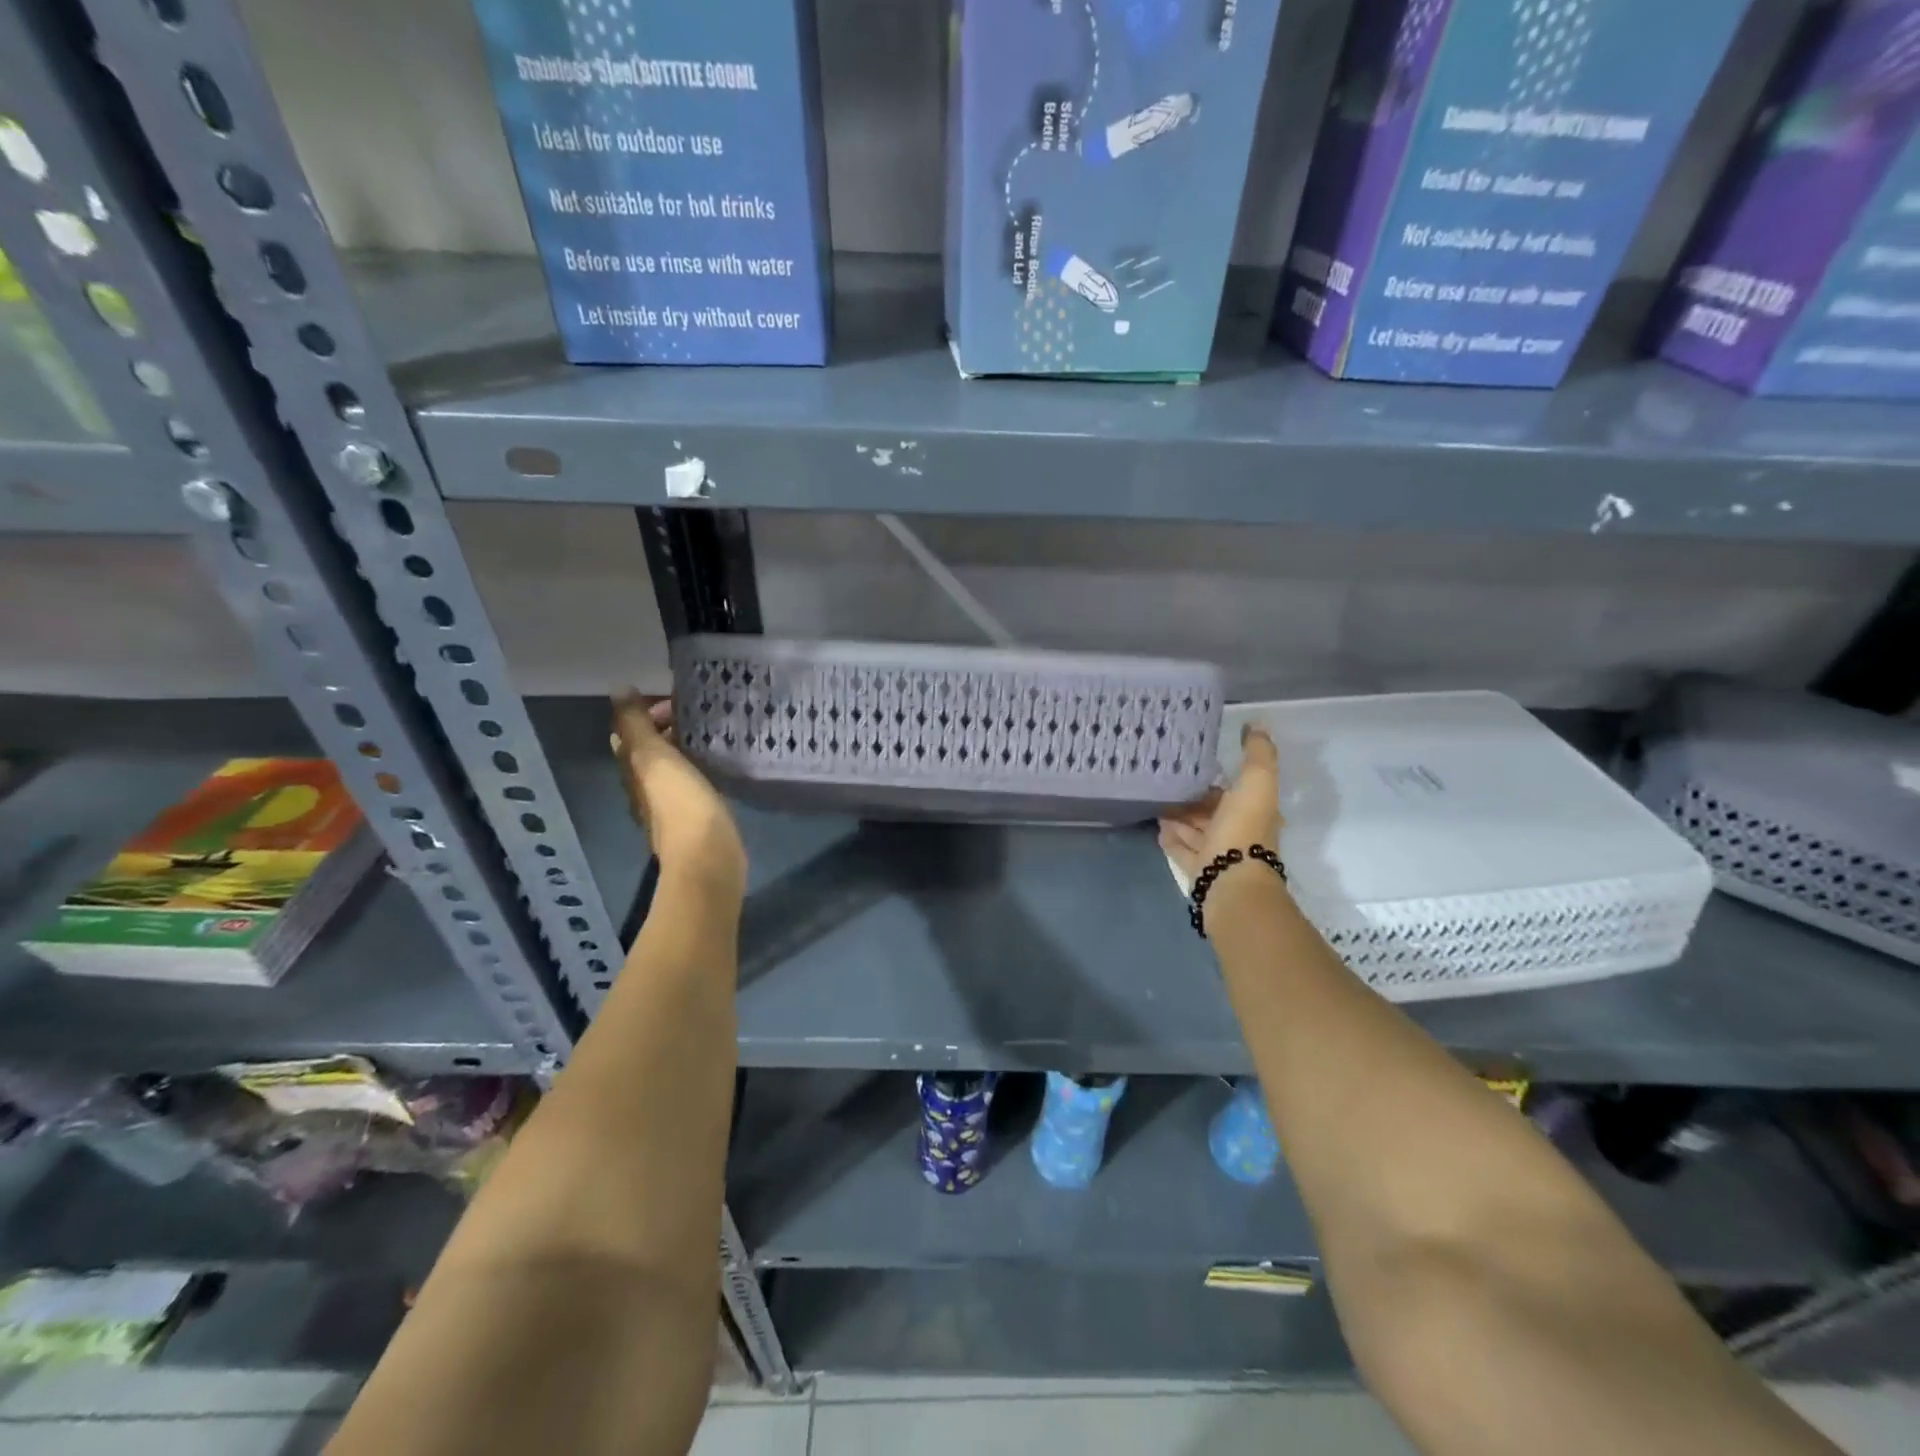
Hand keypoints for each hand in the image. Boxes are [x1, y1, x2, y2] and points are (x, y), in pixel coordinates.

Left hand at [611, 690, 746, 898]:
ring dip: (683, 748)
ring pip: (670, 767)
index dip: (645, 713)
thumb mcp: (654, 756)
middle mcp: (645, 789)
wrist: (707, 856)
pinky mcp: (696, 817)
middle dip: (665, 729)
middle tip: (697, 712)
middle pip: (649, 751)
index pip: (628, 734)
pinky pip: (691, 783)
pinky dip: (698, 767)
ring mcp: (670, 805)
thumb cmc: (680, 803)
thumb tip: (618, 688)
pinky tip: (716, 762)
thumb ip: (636, 724)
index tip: (674, 699)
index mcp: (632, 771)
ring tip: (709, 731)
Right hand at [1157, 724, 1282, 883]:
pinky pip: (1180, 849)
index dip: (1216, 778)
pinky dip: (1170, 837)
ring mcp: (1216, 853)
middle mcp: (1237, 832)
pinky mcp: (1197, 870)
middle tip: (1165, 780)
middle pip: (1210, 811)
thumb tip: (1258, 725)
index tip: (1192, 763)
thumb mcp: (1256, 782)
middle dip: (1192, 798)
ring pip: (1194, 829)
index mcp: (1254, 812)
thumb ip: (1258, 754)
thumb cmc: (1243, 828)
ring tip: (1155, 800)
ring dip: (1178, 816)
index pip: (1232, 791)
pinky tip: (1157, 826)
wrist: (1230, 881)